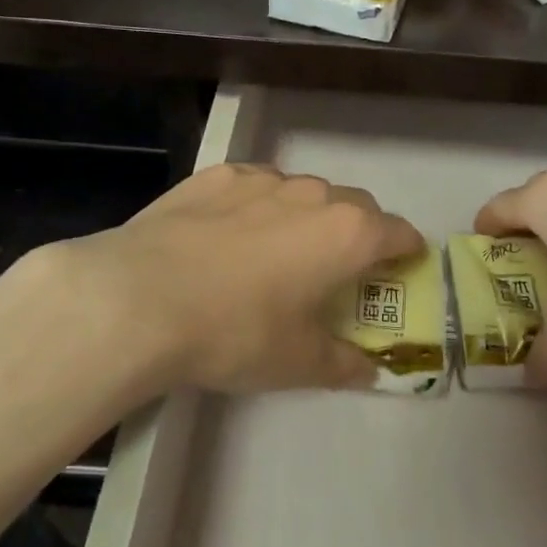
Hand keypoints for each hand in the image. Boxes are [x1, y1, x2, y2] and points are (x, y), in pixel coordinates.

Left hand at [40, 163, 421, 393]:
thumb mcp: (297, 363)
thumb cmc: (236, 333)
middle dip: (359, 232)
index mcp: (347, 234)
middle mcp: (314, 195)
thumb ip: (343, 364)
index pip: (399, 232)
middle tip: (339, 269)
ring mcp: (264, 179)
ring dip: (307, 217)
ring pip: (304, 192)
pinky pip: (256, 186)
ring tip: (279, 252)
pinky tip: (230, 235)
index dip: (407, 251)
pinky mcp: (218, 175)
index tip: (402, 266)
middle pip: (356, 206)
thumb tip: (369, 371)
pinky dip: (259, 206)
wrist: (140, 298)